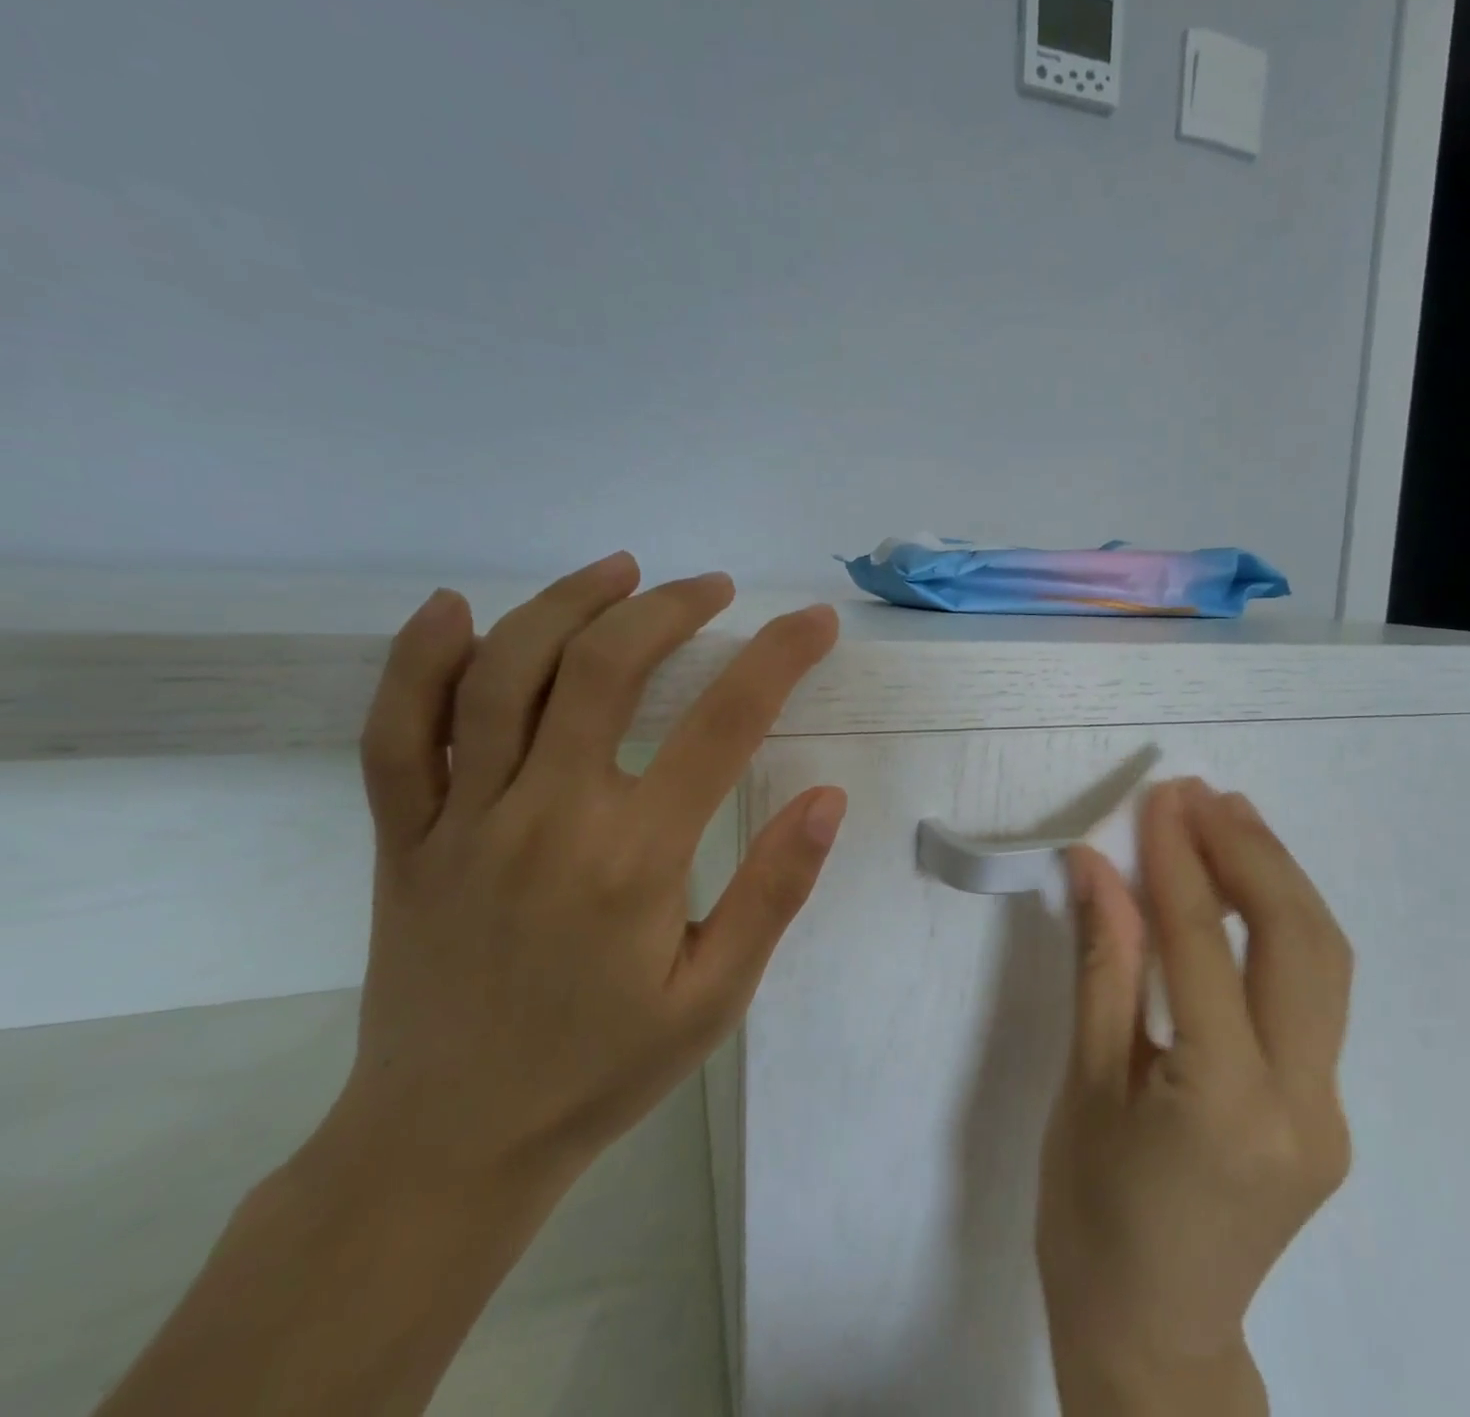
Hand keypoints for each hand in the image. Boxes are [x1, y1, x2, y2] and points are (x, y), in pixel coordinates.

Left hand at [326, 553, 845, 1183]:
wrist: (449, 1145)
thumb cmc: (602, 1070)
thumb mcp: (716, 997)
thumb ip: (774, 891)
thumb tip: (826, 797)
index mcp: (634, 860)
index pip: (726, 725)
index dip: (780, 658)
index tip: (816, 622)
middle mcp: (547, 819)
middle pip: (606, 670)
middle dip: (670, 610)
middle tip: (714, 588)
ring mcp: (462, 822)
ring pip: (504, 676)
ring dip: (568, 605)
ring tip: (622, 570)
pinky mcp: (403, 838)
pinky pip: (397, 732)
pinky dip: (419, 660)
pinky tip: (456, 609)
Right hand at [1037, 779, 1353, 1415]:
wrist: (1154, 1340)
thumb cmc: (1091, 1216)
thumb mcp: (1082, 1086)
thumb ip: (1101, 966)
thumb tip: (1097, 868)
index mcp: (1223, 1106)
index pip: (1202, 947)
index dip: (1178, 861)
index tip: (1160, 799)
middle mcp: (1301, 1104)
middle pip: (1298, 943)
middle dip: (1252, 853)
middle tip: (1202, 795)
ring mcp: (1328, 1111)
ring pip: (1324, 963)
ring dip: (1278, 879)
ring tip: (1231, 818)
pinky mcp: (1326, 1111)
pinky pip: (1312, 994)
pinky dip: (1281, 926)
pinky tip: (1244, 891)